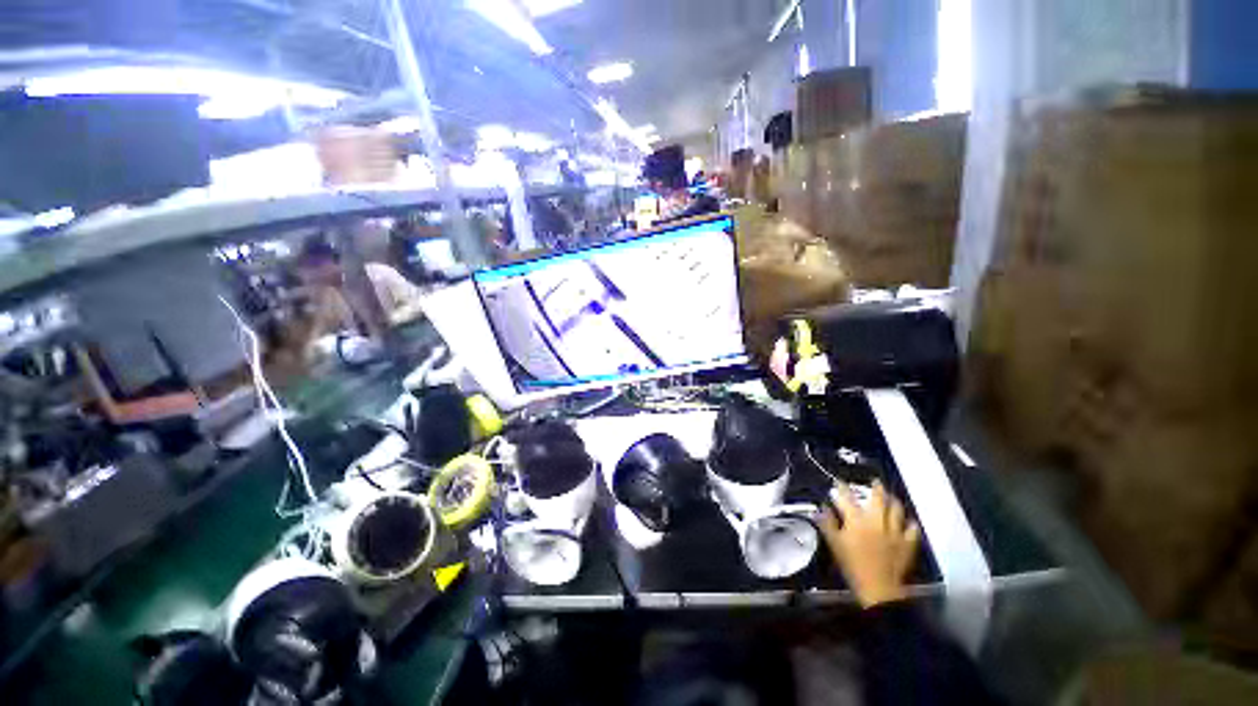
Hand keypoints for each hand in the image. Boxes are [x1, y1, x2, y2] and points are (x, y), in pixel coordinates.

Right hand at [820, 481, 920, 607]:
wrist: (879, 589)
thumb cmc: (852, 565)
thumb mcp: (834, 544)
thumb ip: (827, 523)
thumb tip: (822, 507)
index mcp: (856, 520)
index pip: (847, 497)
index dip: (842, 488)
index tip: (838, 482)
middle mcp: (877, 521)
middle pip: (878, 498)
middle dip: (876, 488)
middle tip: (875, 481)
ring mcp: (895, 531)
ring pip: (897, 510)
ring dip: (893, 501)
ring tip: (891, 497)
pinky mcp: (907, 543)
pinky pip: (912, 528)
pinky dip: (909, 522)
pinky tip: (907, 521)